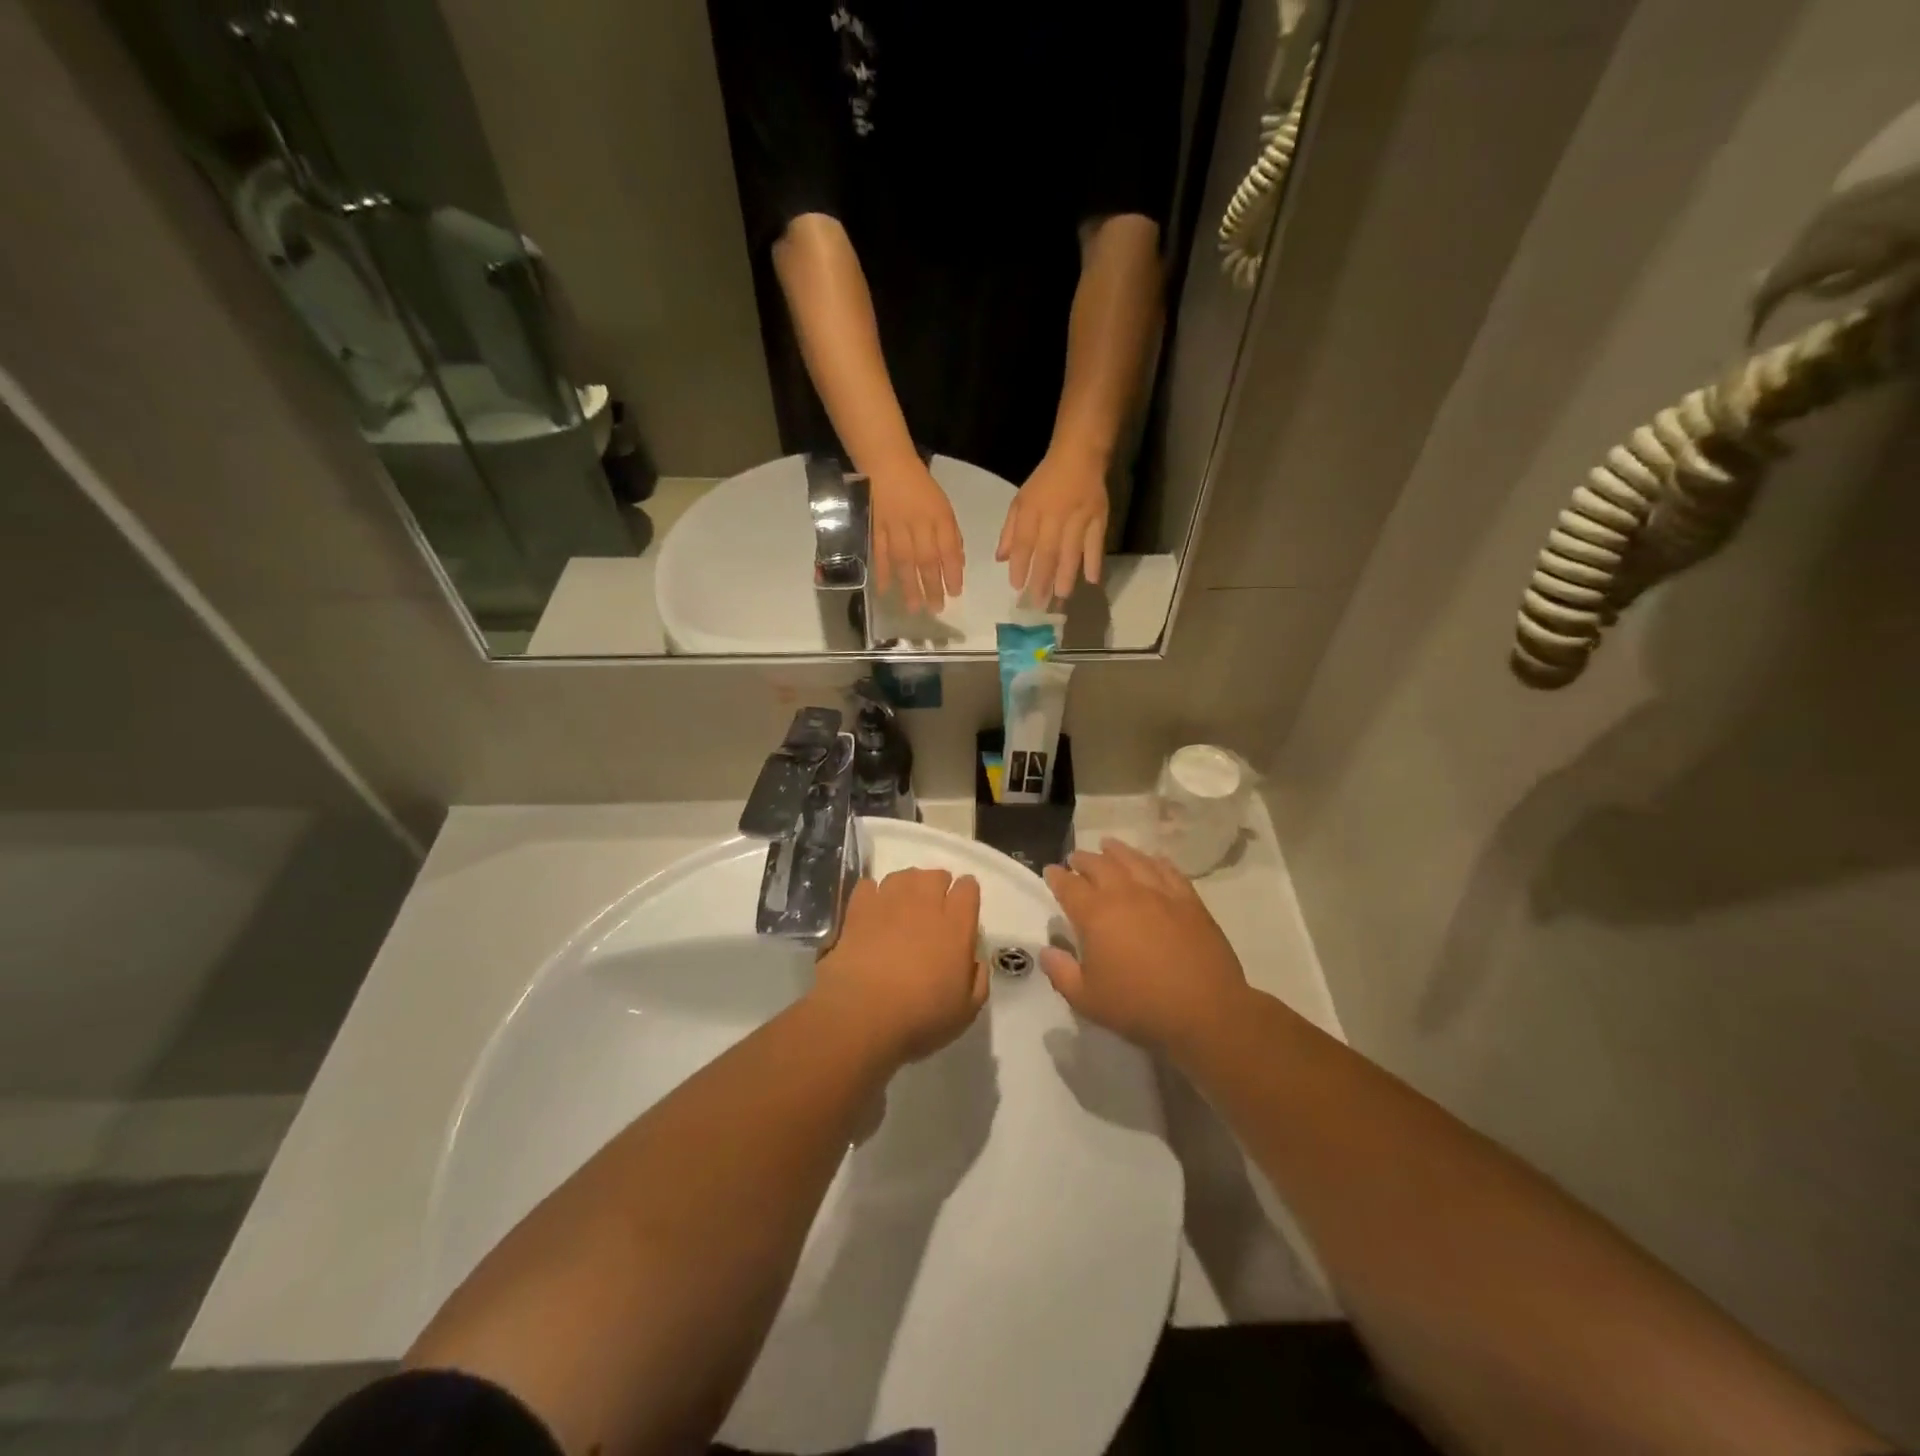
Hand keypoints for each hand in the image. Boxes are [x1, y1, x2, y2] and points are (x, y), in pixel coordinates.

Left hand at [812, 869, 987, 1065]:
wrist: (862, 1016)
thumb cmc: (920, 1018)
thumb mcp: (966, 1011)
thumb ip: (977, 980)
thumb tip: (974, 960)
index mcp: (956, 926)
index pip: (968, 888)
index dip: (966, 896)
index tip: (962, 912)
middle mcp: (924, 904)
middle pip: (935, 875)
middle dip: (937, 887)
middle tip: (932, 913)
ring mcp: (888, 903)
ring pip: (903, 876)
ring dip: (907, 887)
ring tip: (902, 909)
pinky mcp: (858, 910)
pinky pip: (868, 885)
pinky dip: (873, 894)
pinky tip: (873, 913)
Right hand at [869, 460, 964, 613]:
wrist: (888, 465)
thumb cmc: (920, 488)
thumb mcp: (943, 508)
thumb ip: (951, 535)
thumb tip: (957, 563)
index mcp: (938, 517)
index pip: (947, 549)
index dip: (952, 573)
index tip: (955, 594)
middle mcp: (918, 524)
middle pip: (926, 559)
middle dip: (932, 586)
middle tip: (936, 609)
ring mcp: (895, 527)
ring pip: (903, 560)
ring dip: (909, 585)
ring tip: (914, 607)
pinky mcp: (876, 528)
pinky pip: (880, 552)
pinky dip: (882, 572)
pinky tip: (885, 590)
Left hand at [997, 448, 1108, 605]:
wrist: (1080, 455)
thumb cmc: (1046, 481)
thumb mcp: (1021, 500)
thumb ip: (1010, 530)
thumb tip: (1001, 559)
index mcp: (1032, 509)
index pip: (1024, 541)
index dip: (1019, 565)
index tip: (1016, 587)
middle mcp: (1054, 515)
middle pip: (1047, 551)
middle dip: (1041, 579)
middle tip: (1037, 604)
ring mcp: (1079, 517)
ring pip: (1071, 551)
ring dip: (1066, 575)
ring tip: (1061, 597)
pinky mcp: (1099, 517)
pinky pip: (1096, 542)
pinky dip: (1094, 561)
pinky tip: (1092, 580)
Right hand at [1041, 839, 1248, 1056]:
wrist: (1205, 1011)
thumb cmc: (1139, 1006)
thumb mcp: (1086, 1000)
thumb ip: (1061, 972)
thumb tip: (1046, 951)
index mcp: (1095, 915)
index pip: (1069, 886)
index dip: (1056, 877)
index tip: (1050, 871)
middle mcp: (1125, 894)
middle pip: (1099, 865)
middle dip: (1083, 859)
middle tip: (1075, 859)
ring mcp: (1160, 893)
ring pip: (1133, 860)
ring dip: (1116, 851)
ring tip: (1108, 846)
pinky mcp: (1189, 900)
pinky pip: (1168, 870)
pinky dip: (1155, 861)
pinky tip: (1152, 860)